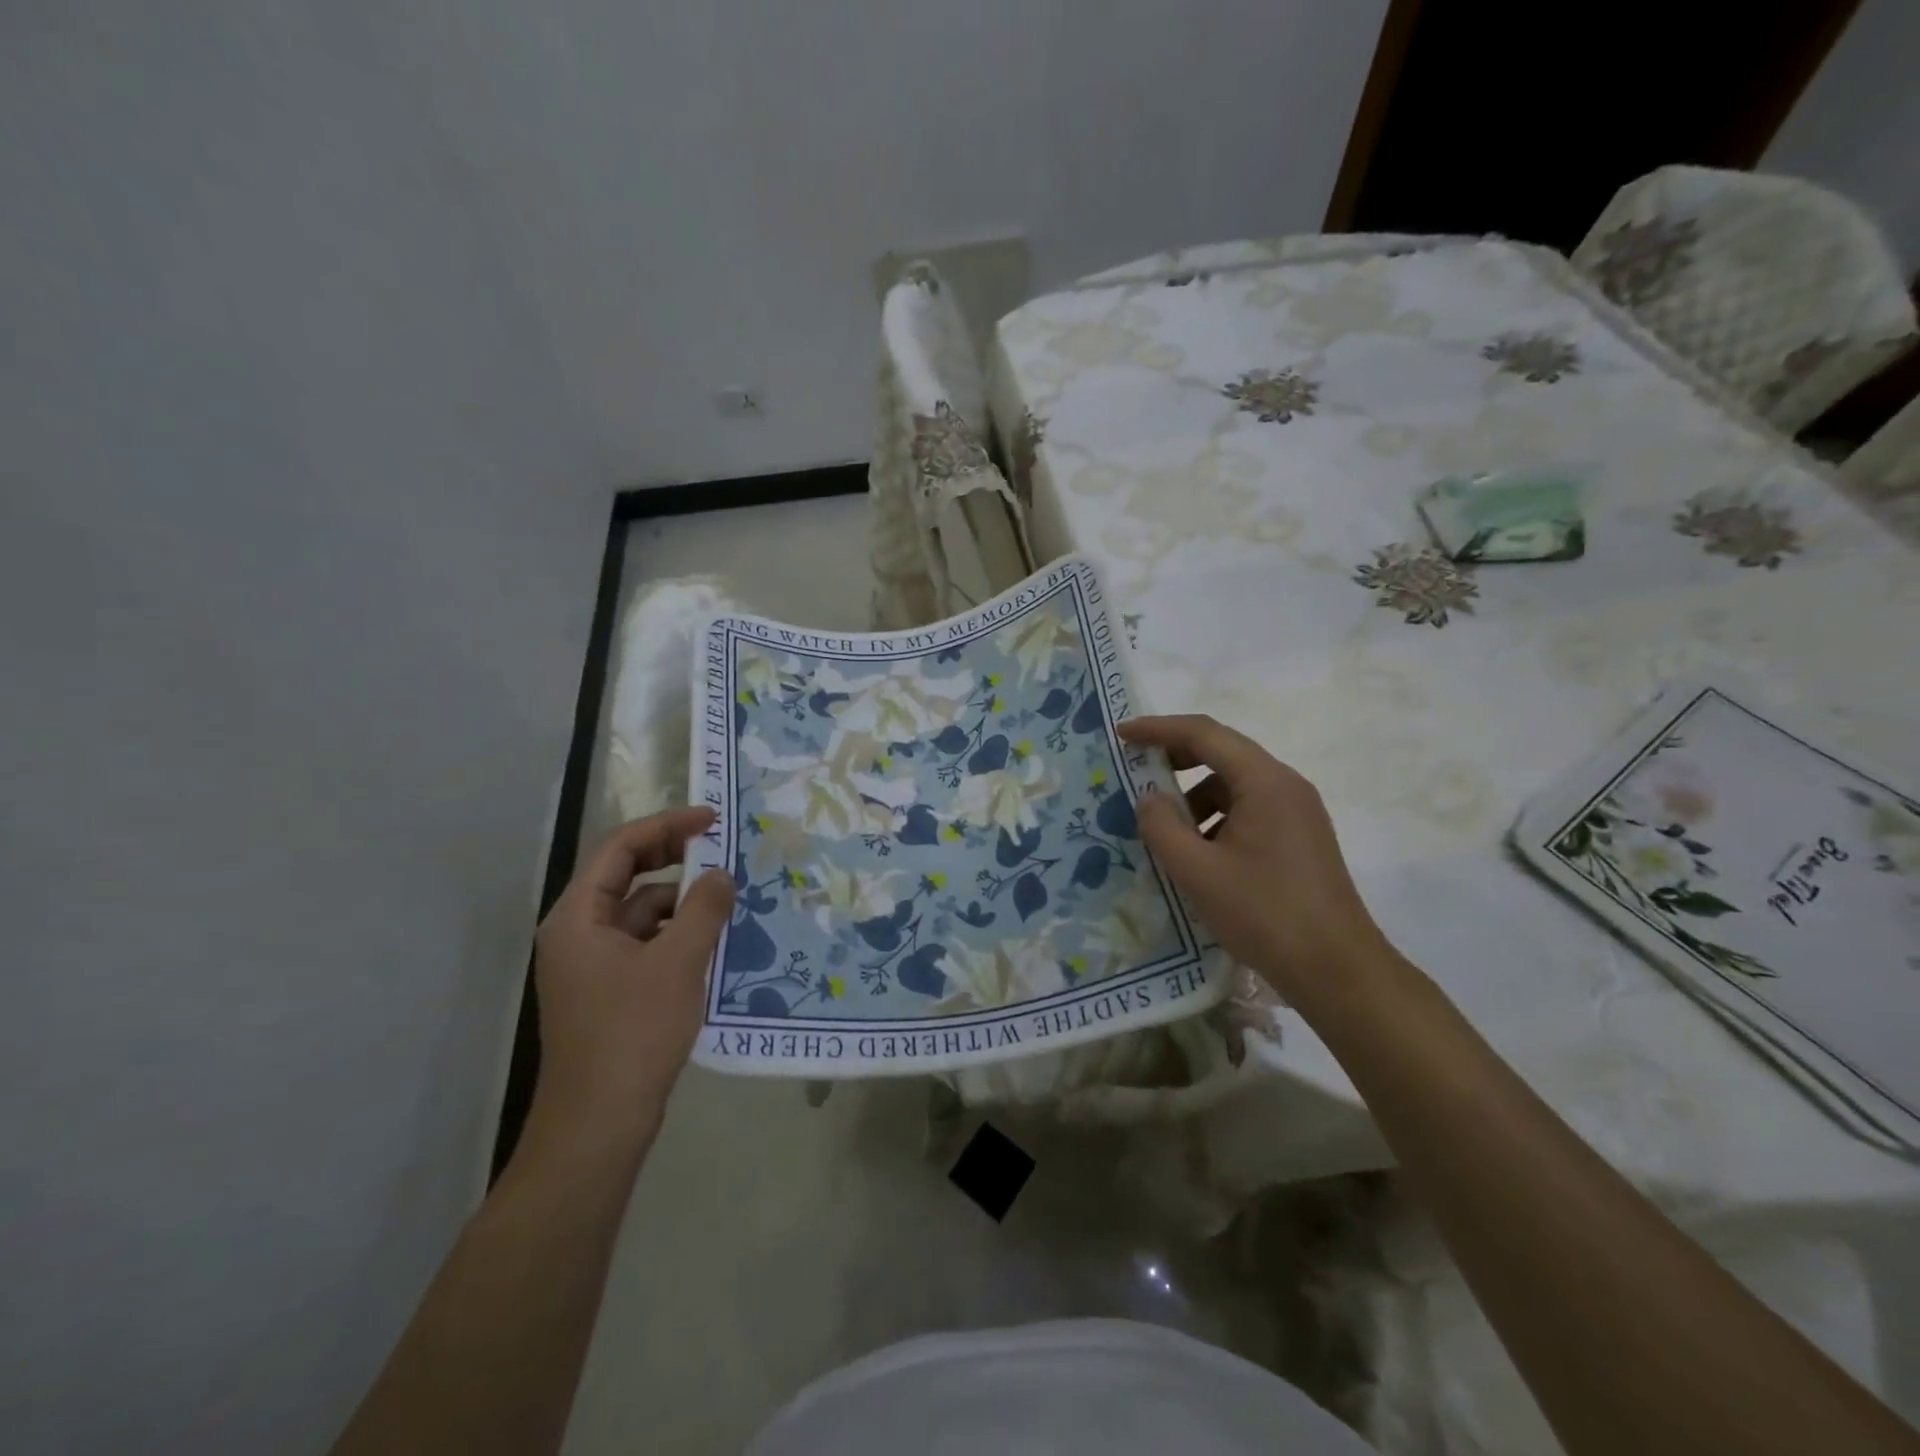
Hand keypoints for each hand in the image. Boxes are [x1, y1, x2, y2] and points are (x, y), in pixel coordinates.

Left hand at [528, 808, 734, 1150]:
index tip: (711, 819)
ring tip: (726, 899)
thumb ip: (703, 909)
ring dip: (679, 900)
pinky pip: (644, 943)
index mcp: (579, 917)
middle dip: (672, 857)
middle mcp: (577, 932)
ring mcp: (590, 964)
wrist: (599, 1122)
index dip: (667, 825)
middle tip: (719, 847)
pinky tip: (711, 941)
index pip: (620, 848)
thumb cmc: (634, 1032)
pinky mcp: (608, 990)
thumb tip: (721, 875)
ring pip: (638, 912)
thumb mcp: (678, 962)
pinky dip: (676, 933)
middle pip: (625, 875)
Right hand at [1118, 715, 1399, 1010]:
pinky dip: (1215, 819)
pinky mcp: (1300, 839)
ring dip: (1194, 796)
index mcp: (1264, 782)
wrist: (1337, 971)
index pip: (1204, 734)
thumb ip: (1162, 826)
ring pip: (1235, 785)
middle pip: (1223, 753)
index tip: (1121, 734)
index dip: (1158, 729)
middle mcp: (1285, 785)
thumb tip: (1148, 798)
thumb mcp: (1198, 871)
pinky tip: (1197, 854)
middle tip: (1136, 773)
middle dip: (1175, 759)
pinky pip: (1248, 811)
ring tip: (1163, 829)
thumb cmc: (1264, 914)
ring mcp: (1297, 812)